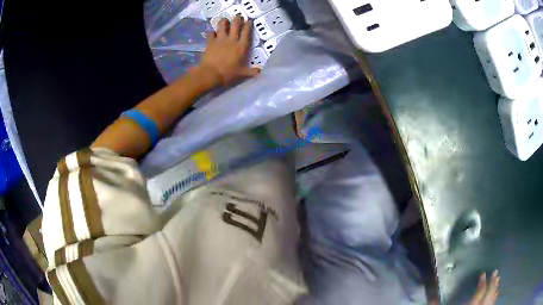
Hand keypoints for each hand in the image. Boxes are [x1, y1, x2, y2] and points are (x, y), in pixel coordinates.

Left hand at [199, 17, 259, 85]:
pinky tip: (213, 33)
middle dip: (237, 19)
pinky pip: (211, 33)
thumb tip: (260, 71)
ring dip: (224, 21)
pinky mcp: (210, 41)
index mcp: (241, 46)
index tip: (249, 21)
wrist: (210, 74)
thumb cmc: (227, 74)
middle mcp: (232, 40)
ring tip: (225, 21)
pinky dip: (212, 32)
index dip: (248, 25)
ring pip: (222, 24)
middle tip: (238, 17)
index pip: (246, 32)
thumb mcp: (242, 74)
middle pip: (235, 24)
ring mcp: (220, 39)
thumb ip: (251, 72)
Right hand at [429, 271, 499, 304]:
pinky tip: (496, 295)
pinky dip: (494, 299)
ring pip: (491, 300)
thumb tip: (431, 297)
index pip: (479, 292)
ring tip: (498, 279)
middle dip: (492, 283)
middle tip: (495, 272)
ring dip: (495, 290)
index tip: (482, 274)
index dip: (482, 282)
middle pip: (488, 295)